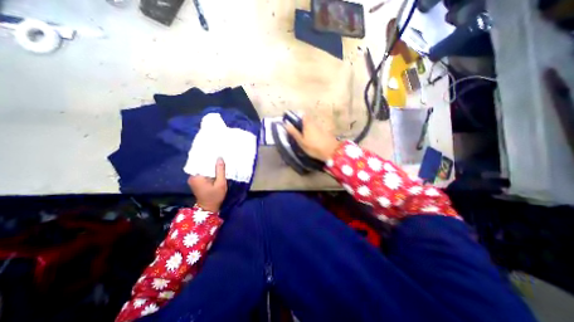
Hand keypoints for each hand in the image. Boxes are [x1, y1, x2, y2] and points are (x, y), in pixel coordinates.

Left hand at [187, 157, 226, 211]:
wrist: (209, 208)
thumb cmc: (215, 196)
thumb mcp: (221, 183)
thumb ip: (220, 170)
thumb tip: (220, 158)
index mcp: (197, 176)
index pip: (201, 161)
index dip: (208, 156)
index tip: (215, 151)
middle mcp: (192, 176)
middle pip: (201, 164)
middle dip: (209, 159)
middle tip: (219, 154)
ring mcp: (193, 178)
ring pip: (202, 167)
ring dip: (209, 164)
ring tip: (218, 159)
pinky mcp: (196, 181)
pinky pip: (202, 171)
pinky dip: (208, 169)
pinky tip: (215, 167)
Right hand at [283, 114, 336, 160]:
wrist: (331, 151)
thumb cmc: (313, 147)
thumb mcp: (301, 141)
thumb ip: (294, 132)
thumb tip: (285, 124)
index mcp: (308, 123)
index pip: (302, 115)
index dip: (298, 117)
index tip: (293, 123)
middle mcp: (315, 122)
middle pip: (307, 120)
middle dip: (302, 124)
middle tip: (298, 132)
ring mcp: (321, 127)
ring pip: (312, 125)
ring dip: (308, 129)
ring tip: (305, 137)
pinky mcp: (326, 132)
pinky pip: (317, 129)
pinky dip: (314, 132)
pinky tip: (313, 140)